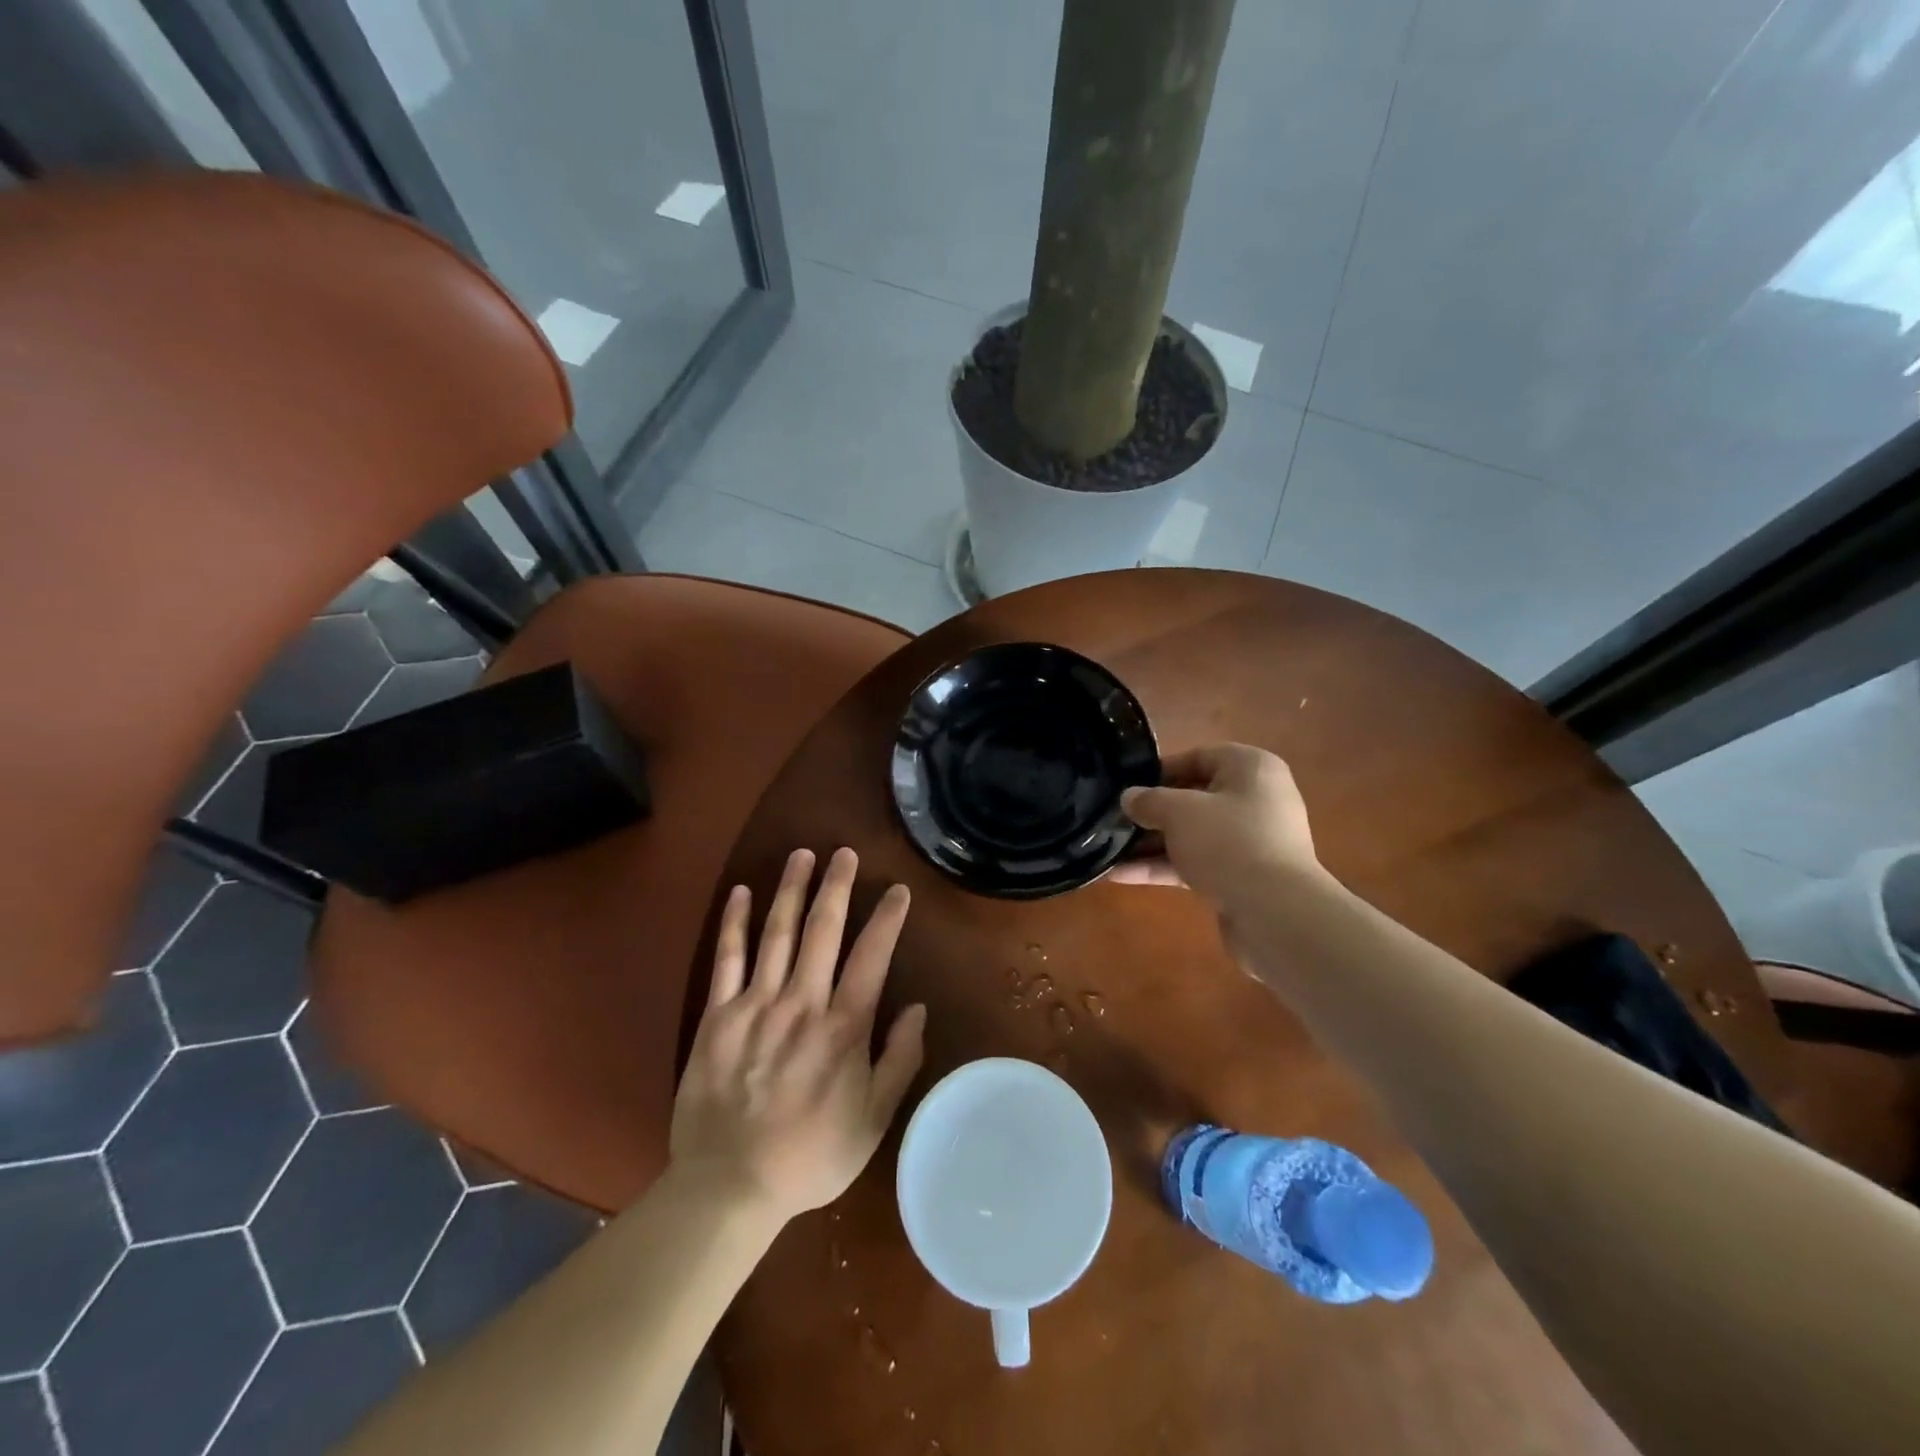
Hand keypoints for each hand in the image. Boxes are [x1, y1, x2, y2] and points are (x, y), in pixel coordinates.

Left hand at [670, 847, 926, 1222]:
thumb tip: (917, 1008)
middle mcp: (801, 1004)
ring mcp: (756, 1005)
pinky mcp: (717, 1016)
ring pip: (777, 934)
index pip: (872, 958)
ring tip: (801, 855)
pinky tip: (742, 892)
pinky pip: (726, 959)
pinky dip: (735, 923)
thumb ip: (899, 1061)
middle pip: (822, 931)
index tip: (898, 891)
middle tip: (846, 853)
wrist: (730, 1187)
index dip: (887, 920)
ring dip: (791, 890)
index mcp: (843, 1028)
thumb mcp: (873, 1120)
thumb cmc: (810, 1156)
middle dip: (837, 887)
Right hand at [1110, 744, 1320, 904]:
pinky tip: (1121, 875)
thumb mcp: (1180, 811)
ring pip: (1192, 835)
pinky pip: (1196, 864)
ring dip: (1152, 842)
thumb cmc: (1229, 842)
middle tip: (1114, 818)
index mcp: (1251, 769)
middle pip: (1194, 798)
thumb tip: (1129, 797)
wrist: (1275, 914)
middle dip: (1153, 811)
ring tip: (1109, 848)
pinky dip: (1163, 867)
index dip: (1161, 769)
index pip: (1200, 757)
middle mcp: (1256, 800)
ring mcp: (1250, 842)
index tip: (1128, 784)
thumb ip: (1149, 800)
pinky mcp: (1241, 878)